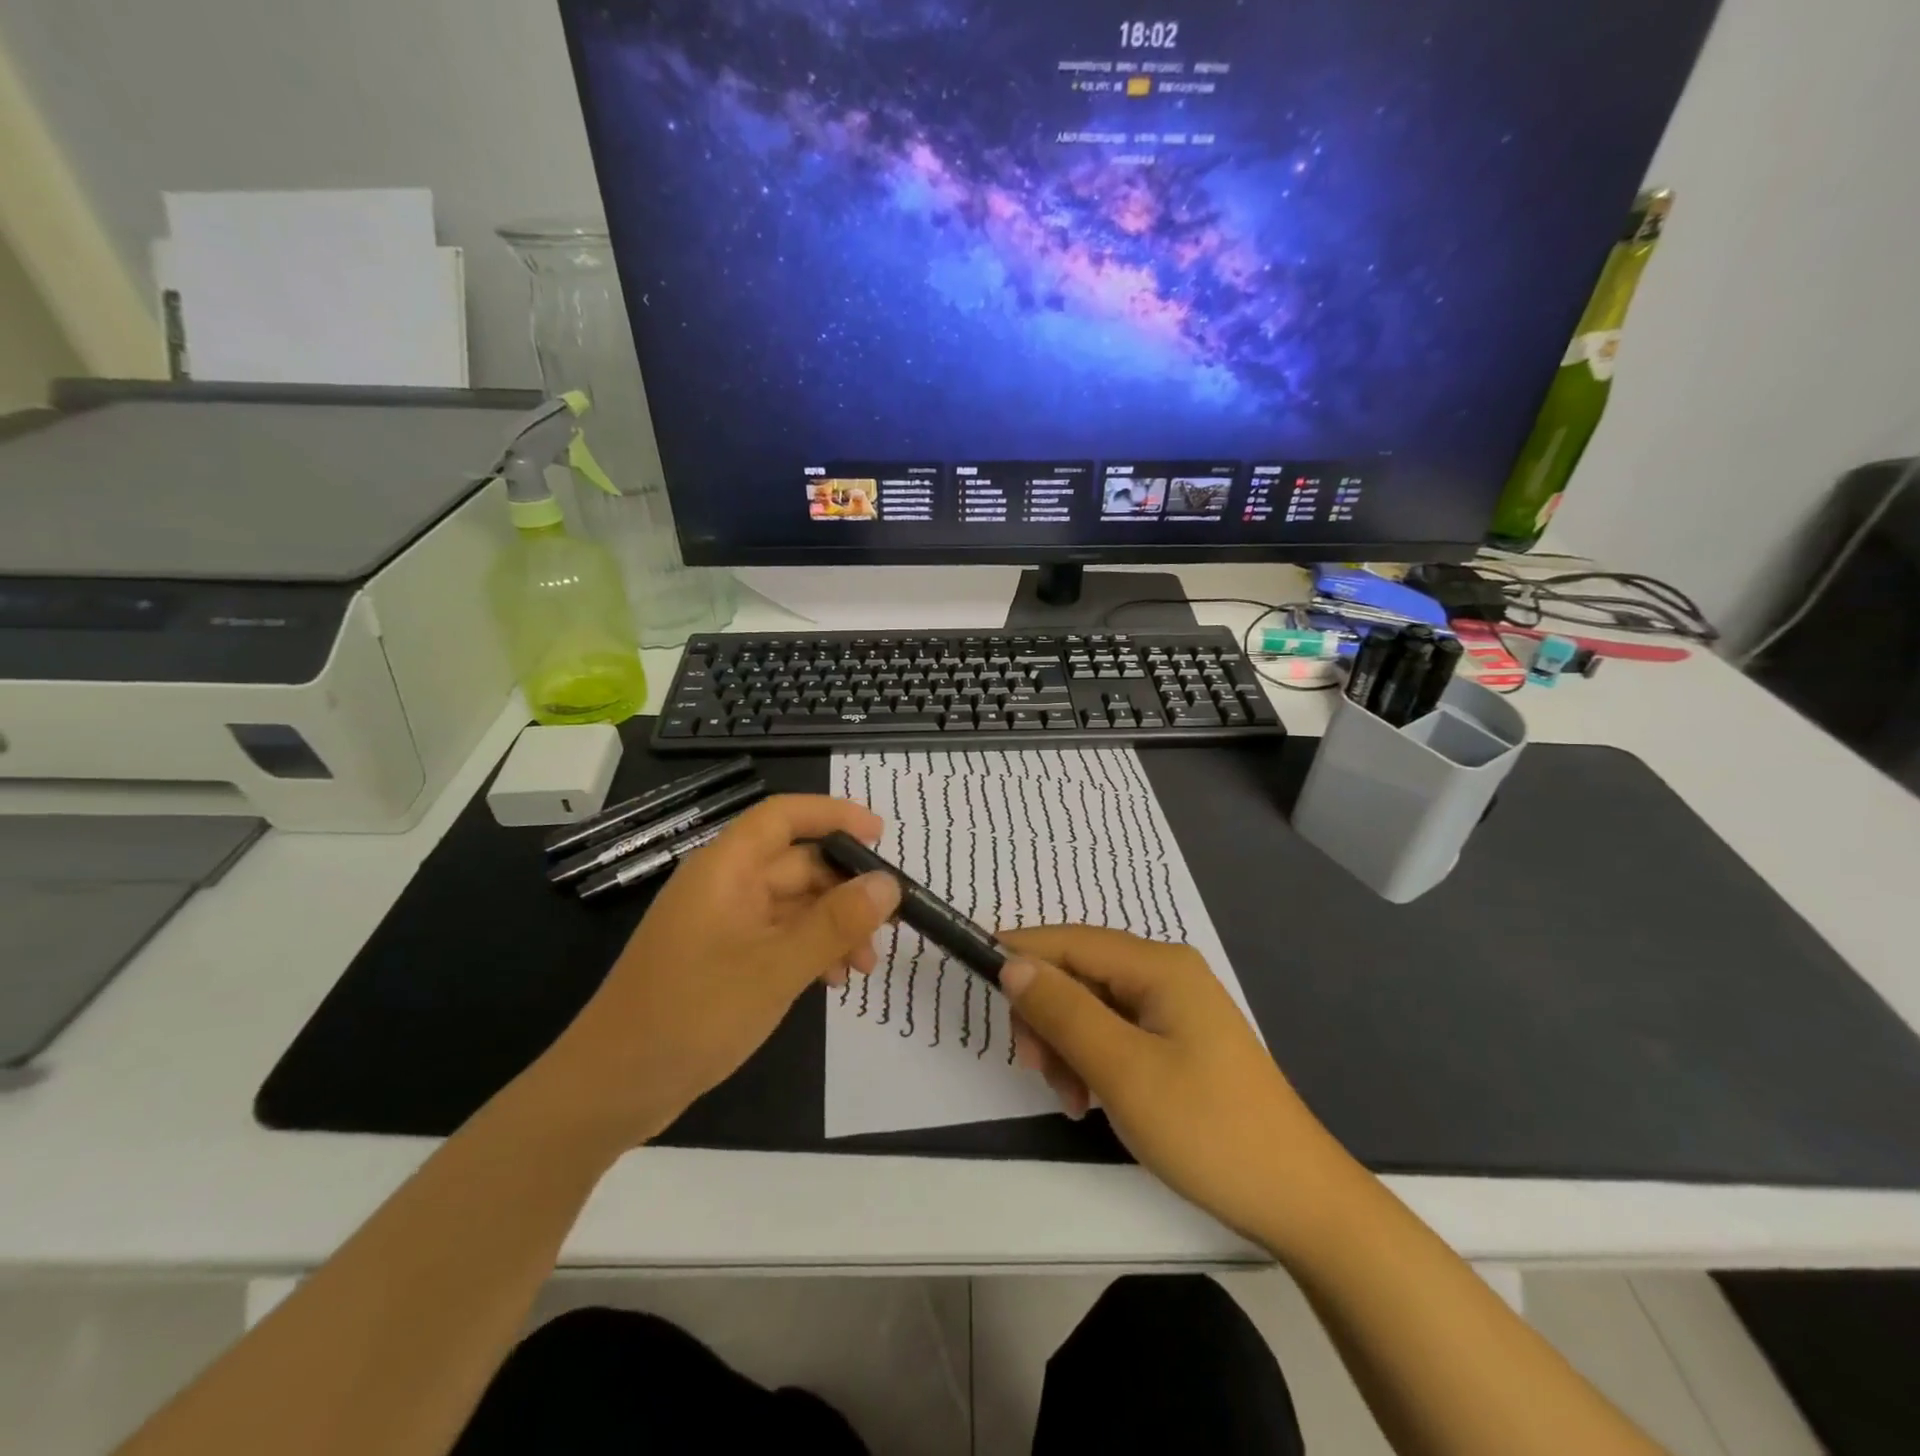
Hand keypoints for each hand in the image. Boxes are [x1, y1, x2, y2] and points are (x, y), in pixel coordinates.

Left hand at [534, 795, 899, 1150]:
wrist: (612, 1090)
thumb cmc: (691, 1016)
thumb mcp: (775, 969)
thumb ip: (835, 923)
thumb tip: (889, 884)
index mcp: (726, 869)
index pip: (783, 816)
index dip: (833, 815)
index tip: (881, 836)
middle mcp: (725, 886)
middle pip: (797, 864)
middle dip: (846, 890)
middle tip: (891, 922)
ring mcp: (724, 924)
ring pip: (794, 905)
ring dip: (834, 926)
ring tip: (865, 966)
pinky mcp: (725, 959)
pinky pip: (780, 937)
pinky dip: (811, 951)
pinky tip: (833, 982)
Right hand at [997, 926, 1352, 1247]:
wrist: (1297, 1199)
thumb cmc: (1207, 1128)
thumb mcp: (1122, 1070)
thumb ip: (1063, 1011)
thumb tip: (1013, 963)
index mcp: (1157, 965)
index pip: (1069, 940)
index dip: (1020, 954)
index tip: (975, 979)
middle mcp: (1165, 973)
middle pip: (1079, 972)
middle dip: (1047, 1014)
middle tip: (1035, 1068)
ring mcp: (1174, 1007)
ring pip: (1092, 1006)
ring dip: (1067, 1044)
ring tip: (1070, 1098)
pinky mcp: (1177, 1040)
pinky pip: (1115, 1032)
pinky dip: (1092, 1058)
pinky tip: (1091, 1099)